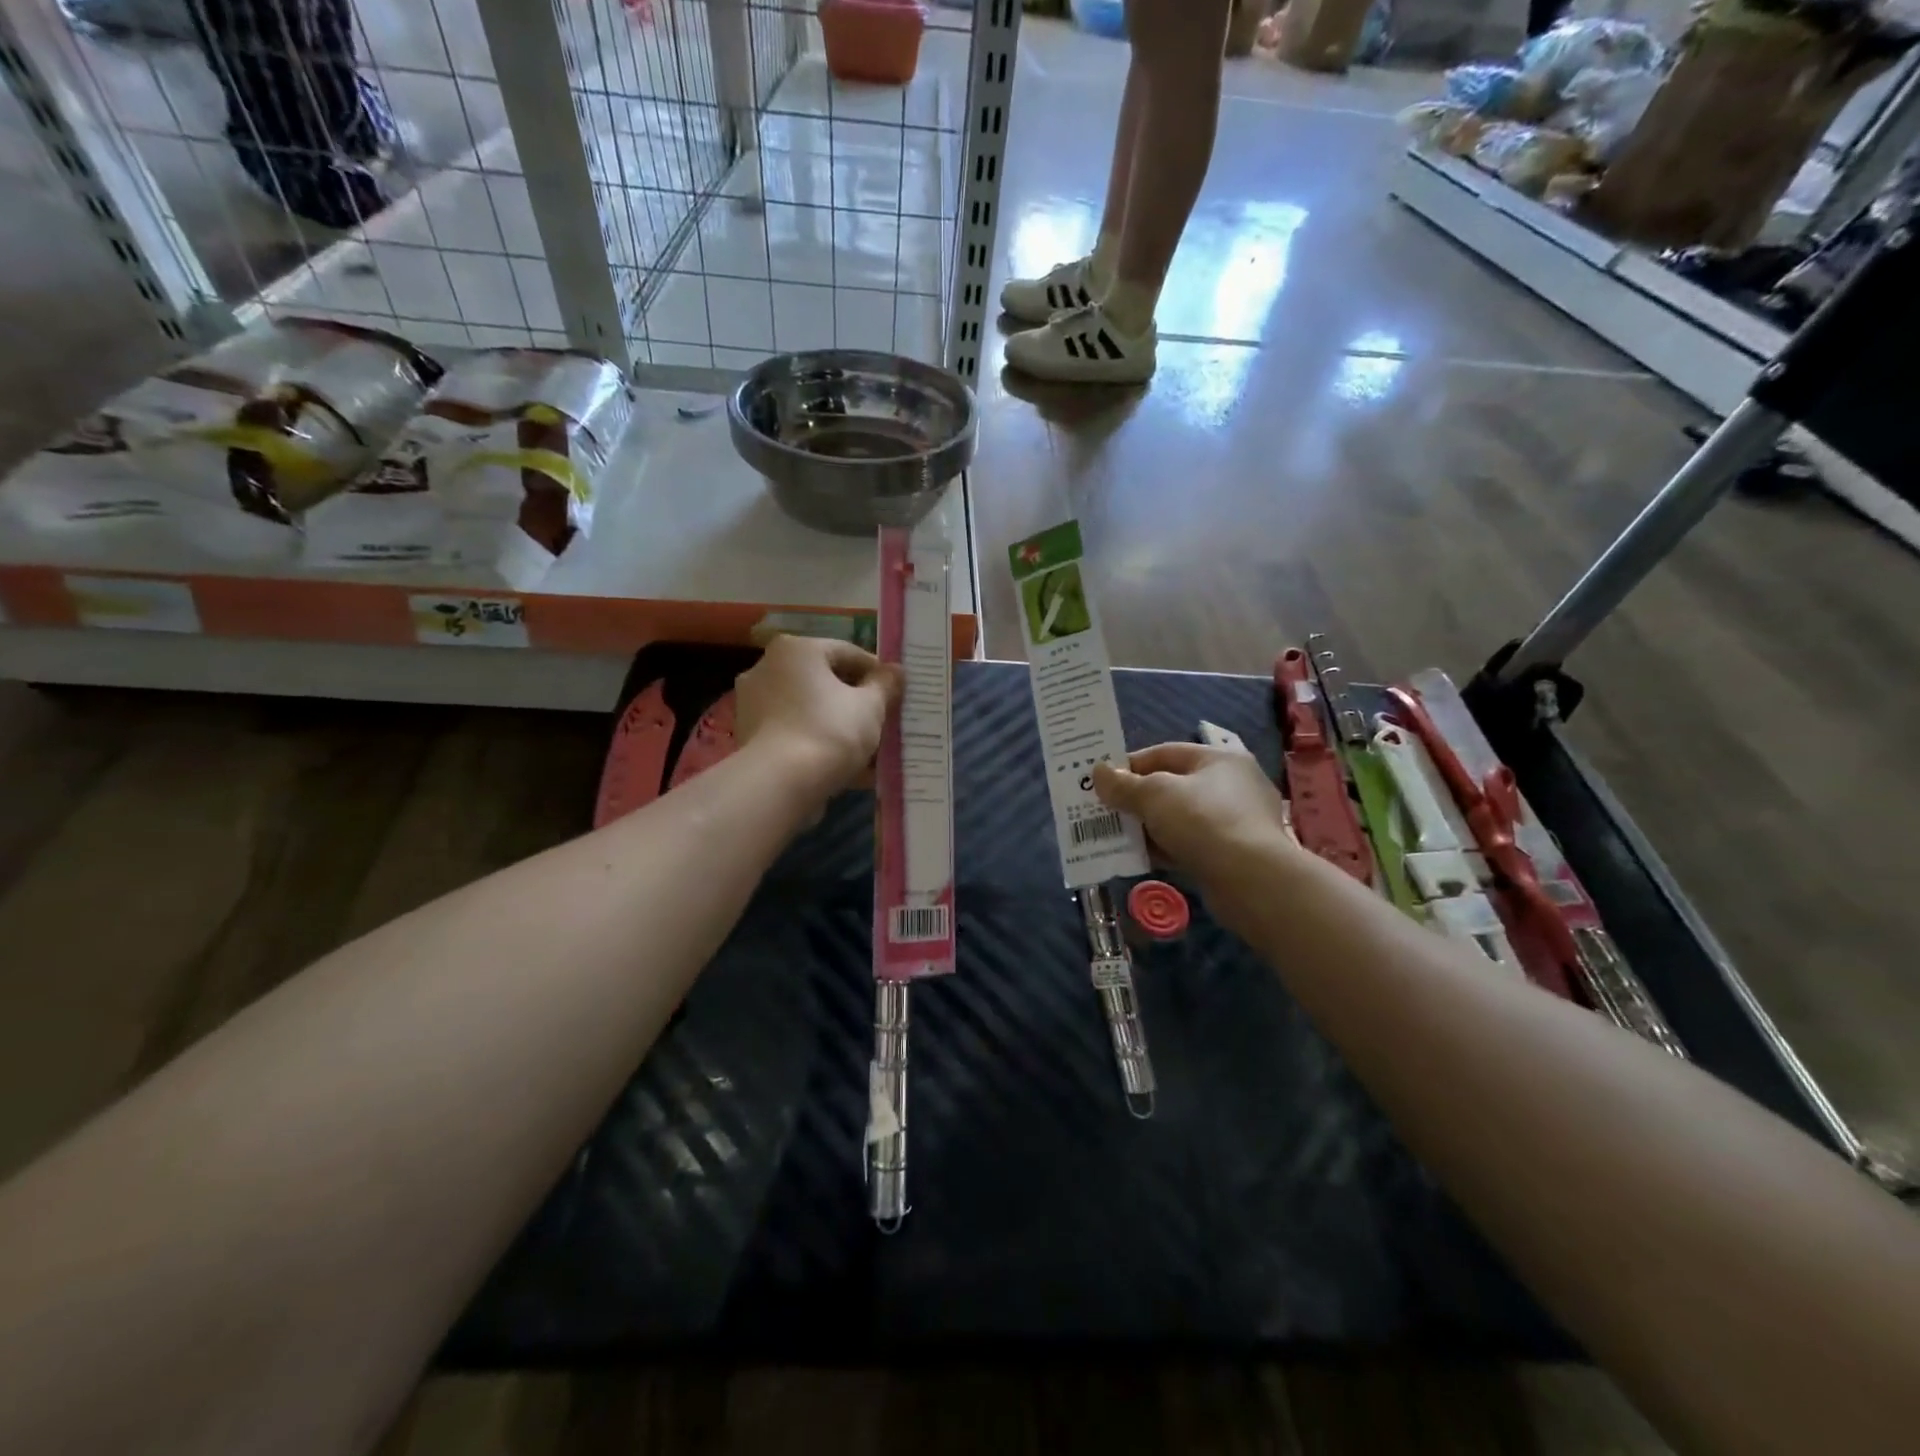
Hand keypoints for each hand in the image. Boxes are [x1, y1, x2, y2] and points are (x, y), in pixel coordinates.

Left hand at [734, 635, 900, 801]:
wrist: (780, 784)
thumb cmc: (830, 731)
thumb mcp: (870, 706)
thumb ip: (885, 684)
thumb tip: (896, 670)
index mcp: (796, 650)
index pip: (847, 653)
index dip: (877, 673)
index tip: (896, 693)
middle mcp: (767, 668)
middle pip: (824, 681)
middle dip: (856, 701)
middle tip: (883, 721)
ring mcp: (753, 704)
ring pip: (810, 710)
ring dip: (838, 725)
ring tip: (869, 750)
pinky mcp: (750, 737)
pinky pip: (795, 733)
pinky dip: (818, 744)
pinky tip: (845, 769)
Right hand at [1092, 743, 1295, 890]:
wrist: (1251, 880)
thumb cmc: (1202, 821)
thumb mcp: (1154, 796)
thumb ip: (1123, 785)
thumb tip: (1099, 773)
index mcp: (1219, 759)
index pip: (1165, 753)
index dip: (1130, 764)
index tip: (1102, 780)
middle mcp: (1232, 785)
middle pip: (1172, 786)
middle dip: (1137, 798)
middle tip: (1105, 809)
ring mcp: (1236, 821)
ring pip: (1179, 818)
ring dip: (1148, 825)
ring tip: (1116, 835)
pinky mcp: (1233, 854)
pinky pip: (1190, 843)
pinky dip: (1165, 847)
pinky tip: (1141, 858)